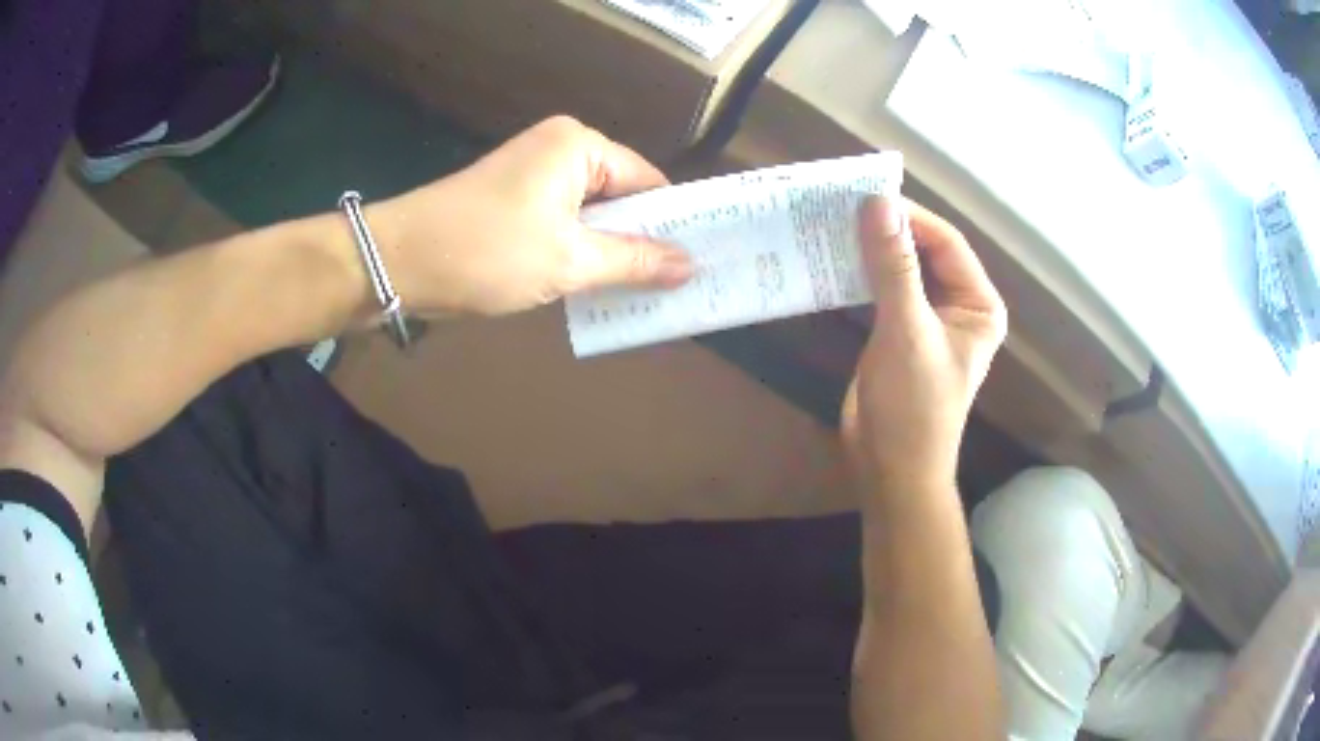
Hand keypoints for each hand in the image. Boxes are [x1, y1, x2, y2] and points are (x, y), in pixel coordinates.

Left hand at [370, 116, 693, 315]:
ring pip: (591, 215)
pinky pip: (563, 224)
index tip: (697, 262)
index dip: (672, 222)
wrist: (399, 262)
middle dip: (641, 240)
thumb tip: (689, 265)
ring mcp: (533, 175)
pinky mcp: (513, 201)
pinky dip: (579, 252)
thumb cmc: (487, 251)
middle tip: (674, 285)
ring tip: (643, 292)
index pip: (647, 181)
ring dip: (610, 251)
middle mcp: (559, 150)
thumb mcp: (569, 260)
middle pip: (620, 196)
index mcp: (579, 146)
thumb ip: (634, 261)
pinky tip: (597, 285)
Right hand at [842, 196, 1006, 499]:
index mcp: (978, 304)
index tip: (867, 196)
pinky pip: (883, 289)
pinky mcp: (899, 332)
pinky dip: (862, 273)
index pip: (947, 243)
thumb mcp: (907, 332)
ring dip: (873, 248)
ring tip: (834, 224)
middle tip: (845, 206)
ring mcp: (928, 318)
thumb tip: (878, 204)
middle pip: (925, 251)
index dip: (911, 217)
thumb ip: (894, 267)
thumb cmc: (913, 407)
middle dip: (890, 229)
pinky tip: (835, 258)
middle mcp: (958, 306)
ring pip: (902, 268)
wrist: (890, 469)